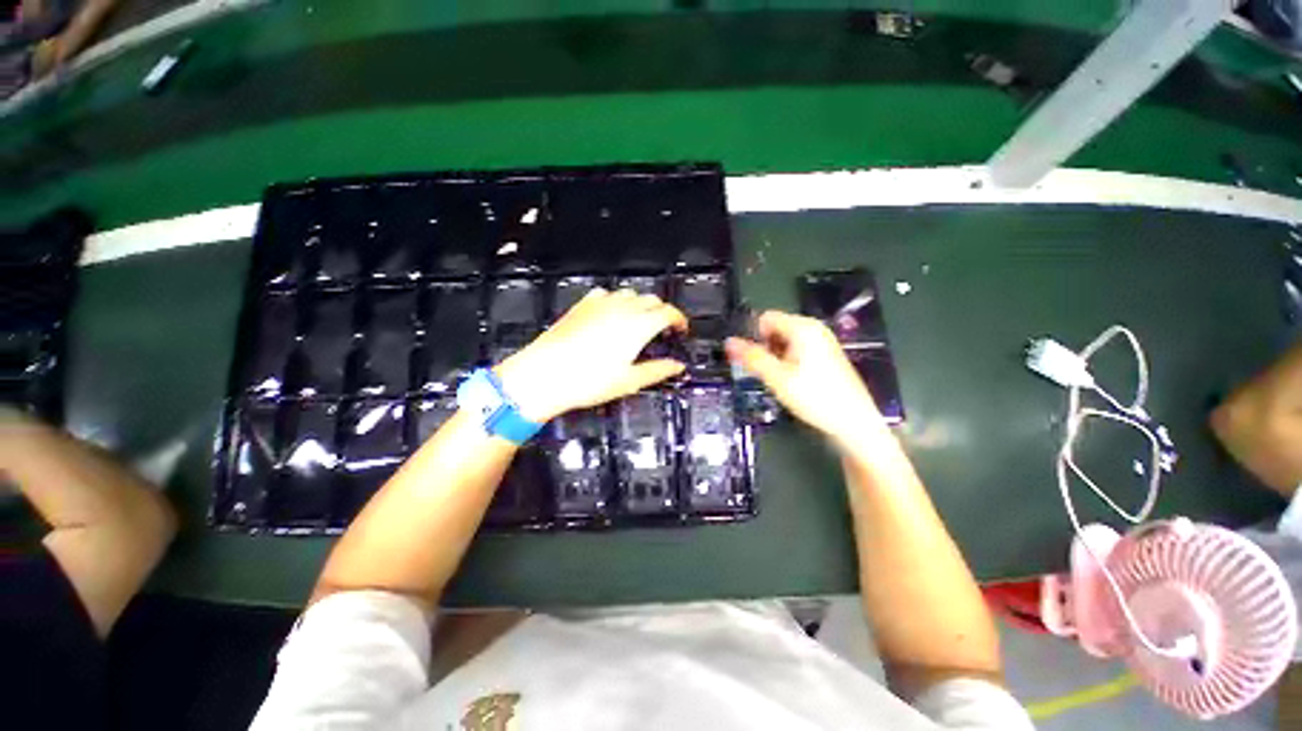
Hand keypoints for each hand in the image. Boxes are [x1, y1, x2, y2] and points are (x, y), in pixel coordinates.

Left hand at [494, 289, 687, 422]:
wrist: (544, 374)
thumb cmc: (586, 380)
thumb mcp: (629, 380)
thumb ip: (658, 370)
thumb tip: (676, 367)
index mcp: (638, 325)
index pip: (668, 312)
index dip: (679, 319)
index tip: (681, 329)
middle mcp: (621, 309)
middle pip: (651, 300)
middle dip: (662, 311)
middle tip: (663, 328)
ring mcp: (600, 304)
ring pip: (630, 294)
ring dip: (640, 304)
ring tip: (639, 322)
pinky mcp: (582, 305)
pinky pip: (606, 294)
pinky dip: (616, 301)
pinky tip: (611, 314)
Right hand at [725, 310, 884, 447]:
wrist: (853, 422)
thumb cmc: (814, 396)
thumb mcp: (777, 377)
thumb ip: (752, 357)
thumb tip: (729, 342)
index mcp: (803, 328)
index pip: (765, 318)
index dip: (753, 336)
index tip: (752, 359)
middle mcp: (814, 329)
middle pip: (775, 329)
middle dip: (765, 348)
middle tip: (768, 373)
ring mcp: (822, 342)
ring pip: (785, 342)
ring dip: (776, 357)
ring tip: (780, 380)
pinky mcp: (826, 356)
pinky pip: (797, 351)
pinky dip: (789, 362)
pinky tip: (793, 382)